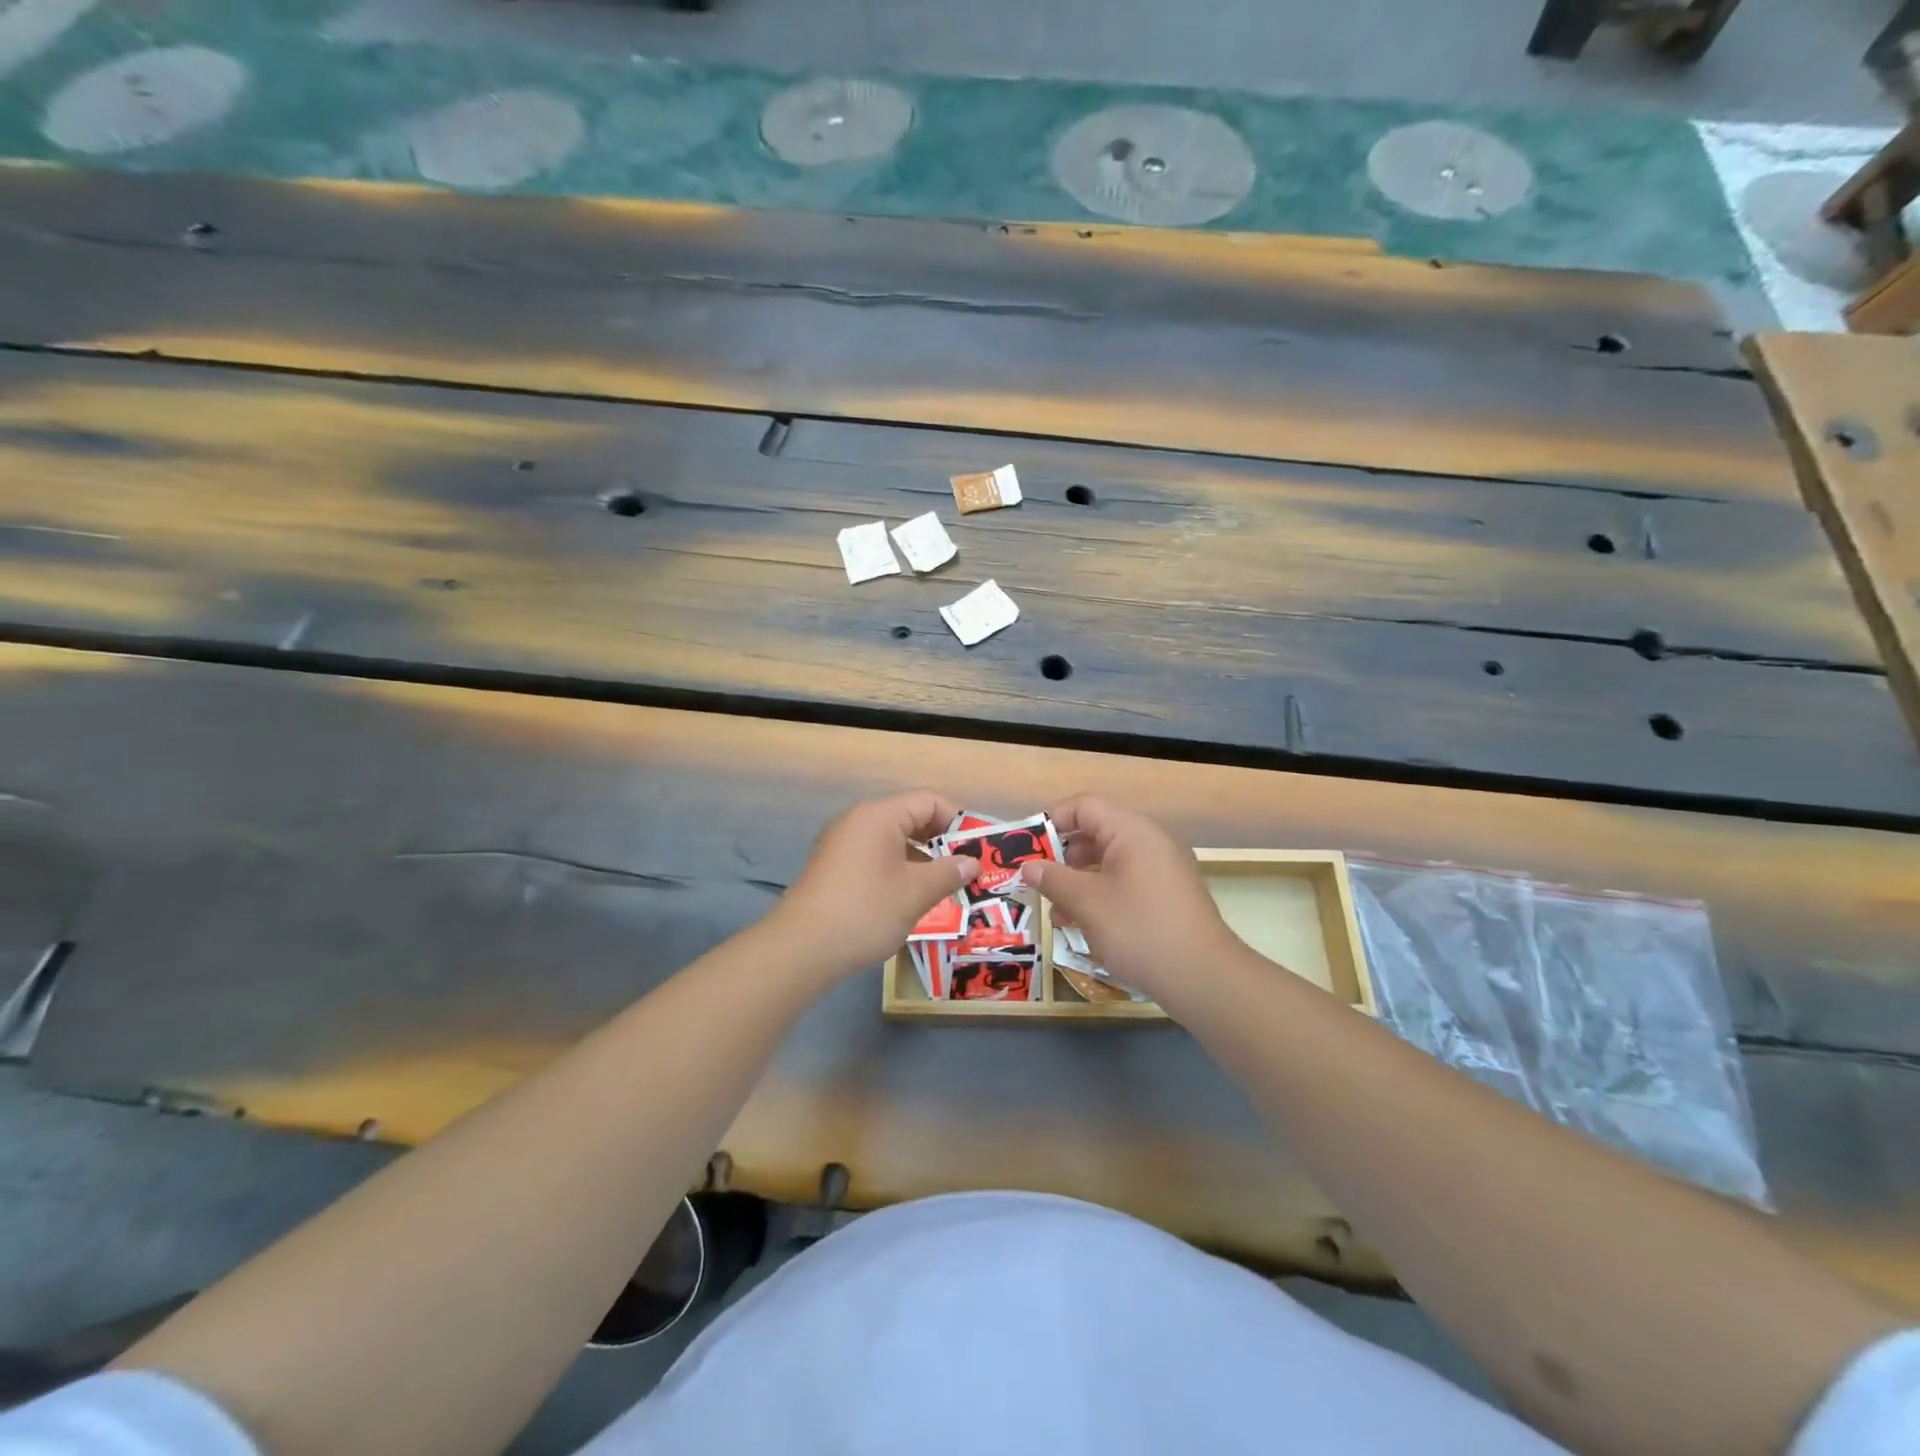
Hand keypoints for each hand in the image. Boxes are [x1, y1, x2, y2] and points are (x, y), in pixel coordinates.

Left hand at [774, 790, 980, 981]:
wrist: (801, 949)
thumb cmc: (865, 912)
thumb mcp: (915, 893)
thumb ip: (948, 873)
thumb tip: (972, 862)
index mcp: (879, 816)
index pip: (929, 801)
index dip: (958, 821)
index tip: (977, 850)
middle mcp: (858, 821)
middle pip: (910, 817)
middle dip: (941, 841)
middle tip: (965, 869)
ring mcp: (841, 844)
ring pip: (893, 840)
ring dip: (921, 858)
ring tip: (943, 886)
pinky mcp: (833, 867)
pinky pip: (875, 856)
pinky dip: (898, 869)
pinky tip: (909, 897)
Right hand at [1022, 795, 1236, 1004]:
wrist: (1202, 977)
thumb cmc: (1139, 929)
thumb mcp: (1087, 902)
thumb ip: (1053, 879)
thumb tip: (1028, 866)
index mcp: (1132, 830)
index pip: (1084, 807)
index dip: (1051, 821)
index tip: (1026, 848)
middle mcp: (1150, 841)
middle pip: (1096, 833)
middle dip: (1062, 857)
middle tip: (1036, 881)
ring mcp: (1162, 869)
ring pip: (1108, 862)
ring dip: (1078, 881)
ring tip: (1055, 911)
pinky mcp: (1167, 896)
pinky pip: (1125, 883)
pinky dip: (1100, 896)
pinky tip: (1081, 925)